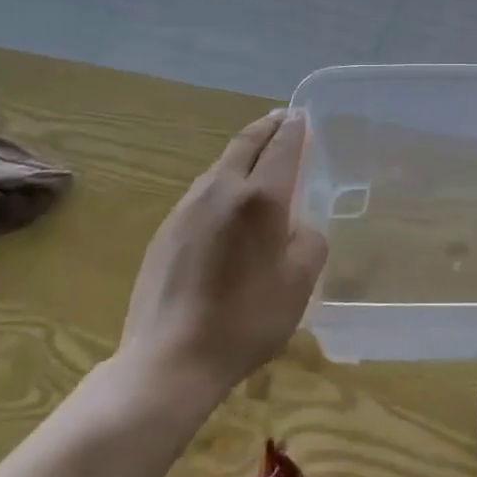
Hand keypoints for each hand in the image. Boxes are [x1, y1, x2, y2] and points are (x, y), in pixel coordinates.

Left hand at [112, 110, 326, 405]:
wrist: (169, 360)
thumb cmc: (247, 320)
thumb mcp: (301, 281)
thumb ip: (310, 239)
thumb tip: (298, 224)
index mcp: (260, 197)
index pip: (281, 146)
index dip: (294, 128)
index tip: (301, 116)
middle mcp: (221, 190)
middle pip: (245, 143)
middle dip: (266, 127)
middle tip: (281, 118)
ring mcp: (187, 208)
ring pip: (220, 165)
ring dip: (242, 152)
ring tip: (258, 155)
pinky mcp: (166, 231)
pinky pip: (202, 191)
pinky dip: (223, 180)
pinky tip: (228, 201)